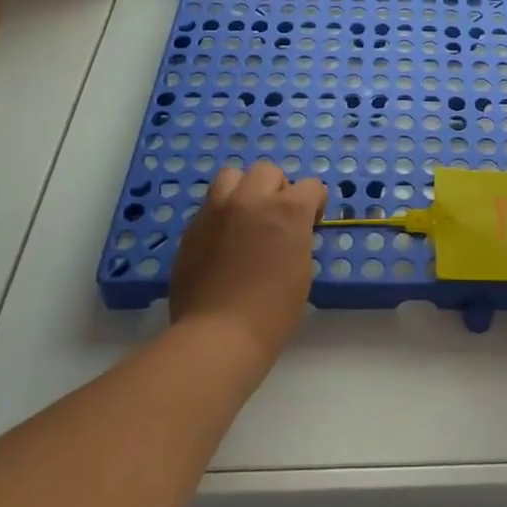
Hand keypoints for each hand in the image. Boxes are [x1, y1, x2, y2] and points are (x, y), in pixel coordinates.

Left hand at [169, 163, 325, 364]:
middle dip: (278, 190)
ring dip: (244, 190)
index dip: (314, 204)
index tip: (311, 224)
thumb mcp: (301, 268)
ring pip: (232, 176)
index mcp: (287, 210)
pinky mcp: (193, 227)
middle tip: (277, 219)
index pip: (310, 186)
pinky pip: (210, 204)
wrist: (219, 334)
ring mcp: (217, 210)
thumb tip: (288, 230)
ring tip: (246, 217)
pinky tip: (223, 240)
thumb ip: (297, 236)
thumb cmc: (273, 310)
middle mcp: (251, 199)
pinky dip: (222, 213)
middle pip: (268, 171)